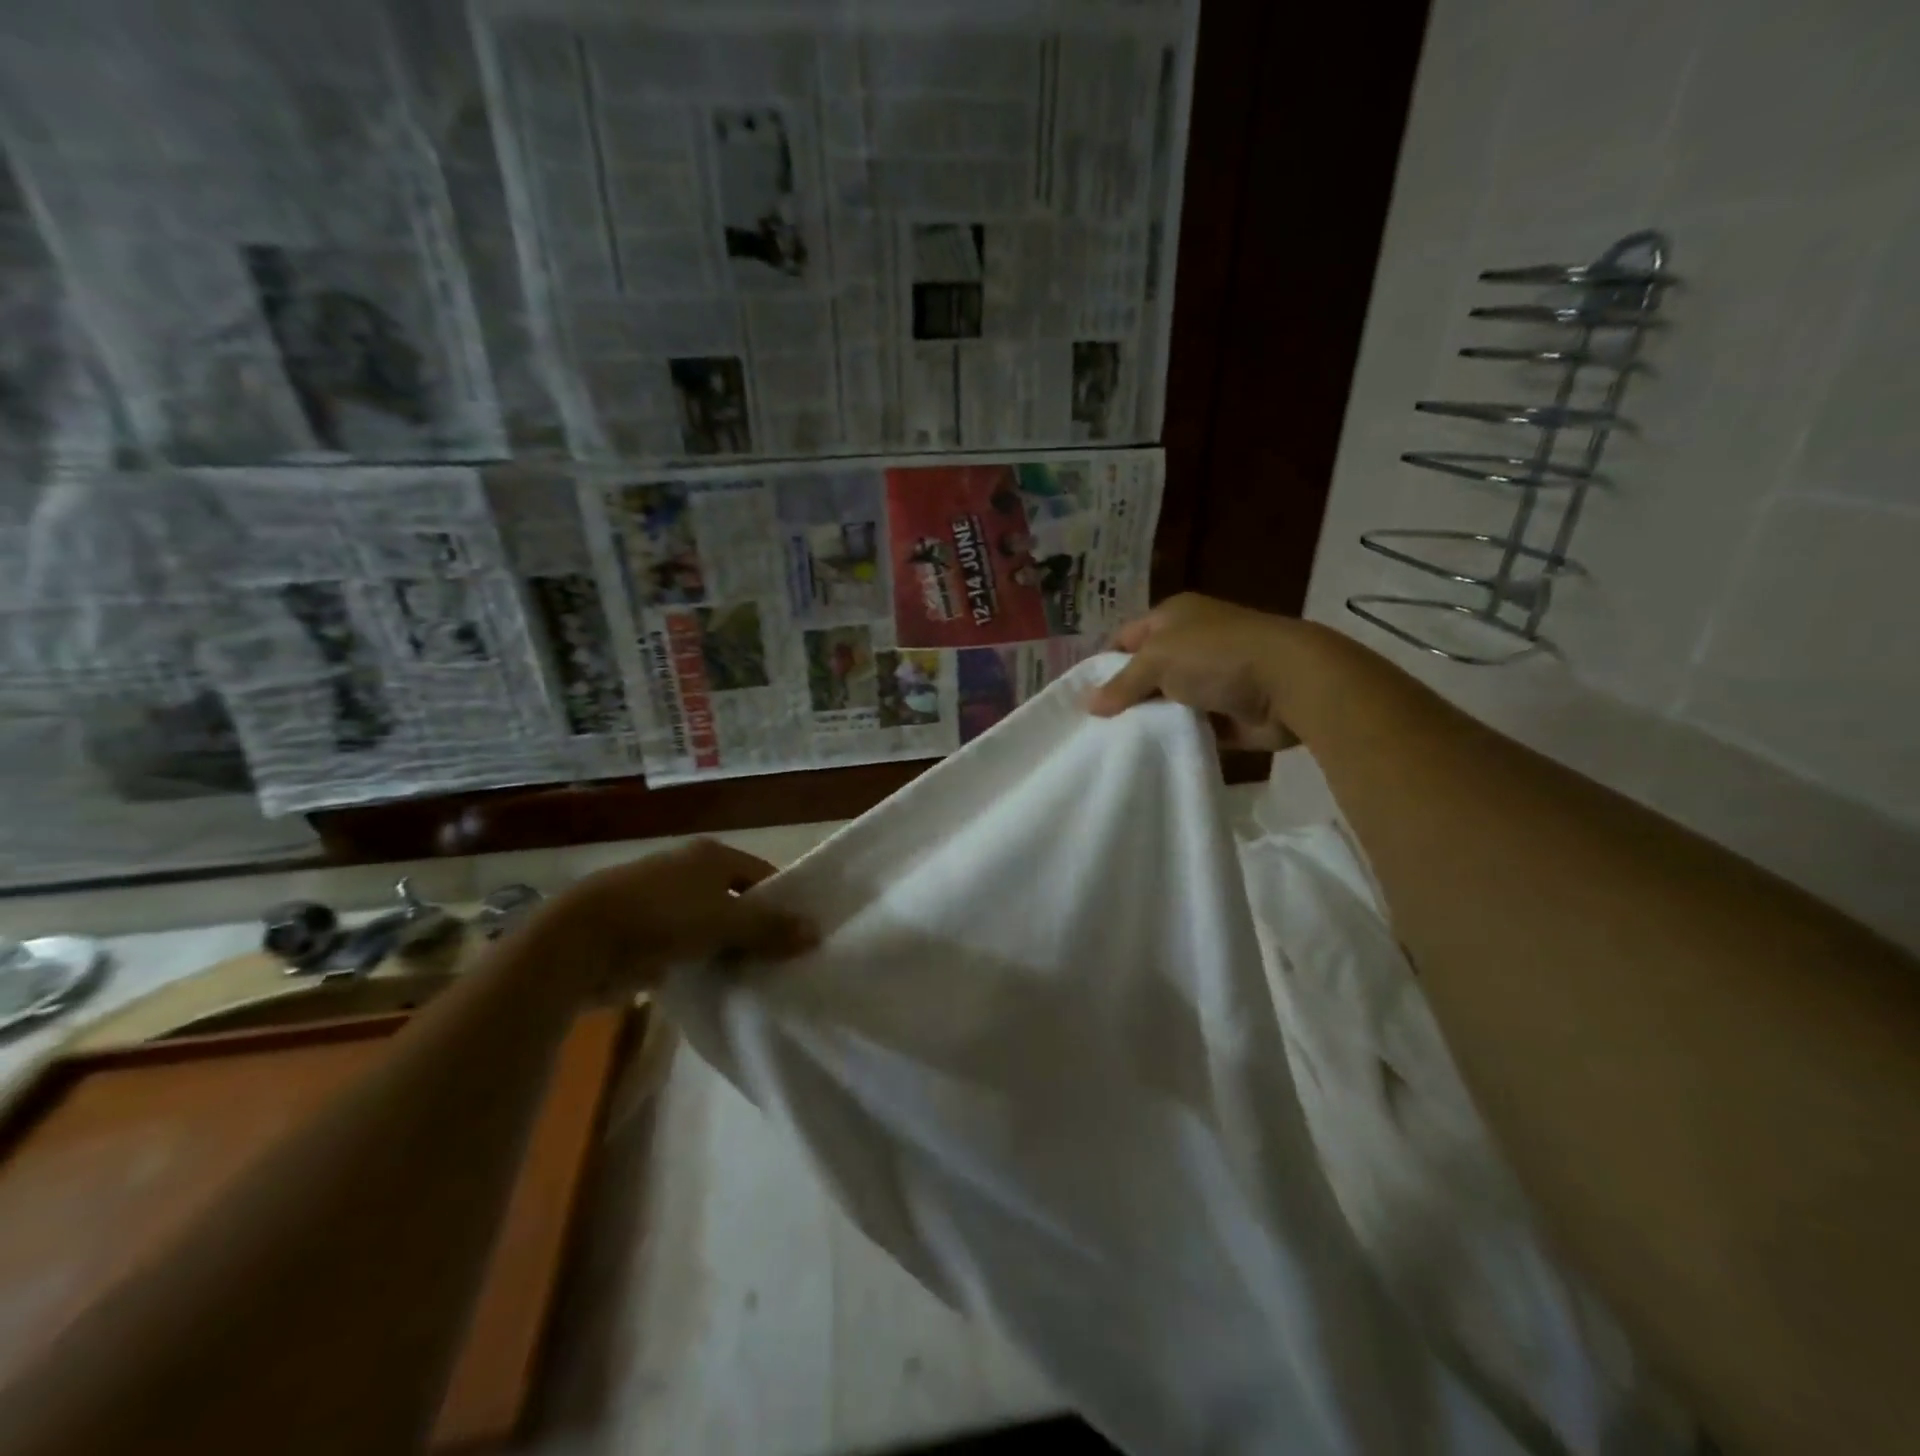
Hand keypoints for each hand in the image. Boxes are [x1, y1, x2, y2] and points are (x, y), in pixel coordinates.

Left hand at [541, 838, 818, 993]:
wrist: (581, 940)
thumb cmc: (662, 917)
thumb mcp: (725, 923)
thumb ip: (770, 928)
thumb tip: (816, 932)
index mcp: (711, 855)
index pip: (762, 875)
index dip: (782, 902)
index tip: (798, 934)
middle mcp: (688, 869)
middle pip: (735, 898)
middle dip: (755, 927)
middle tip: (779, 959)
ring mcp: (661, 899)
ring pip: (709, 923)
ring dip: (725, 947)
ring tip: (751, 975)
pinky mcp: (640, 930)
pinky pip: (683, 944)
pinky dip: (697, 960)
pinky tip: (712, 982)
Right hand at [1087, 593, 1305, 749]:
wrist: (1289, 683)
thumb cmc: (1216, 656)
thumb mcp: (1157, 660)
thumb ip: (1122, 684)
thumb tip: (1089, 705)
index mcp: (1174, 617)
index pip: (1126, 638)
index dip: (1103, 664)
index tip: (1083, 697)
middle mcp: (1192, 643)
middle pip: (1145, 672)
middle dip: (1124, 697)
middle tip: (1094, 728)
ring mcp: (1211, 678)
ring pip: (1166, 702)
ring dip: (1149, 721)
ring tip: (1115, 746)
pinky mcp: (1227, 712)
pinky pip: (1190, 727)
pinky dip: (1175, 738)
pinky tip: (1149, 755)